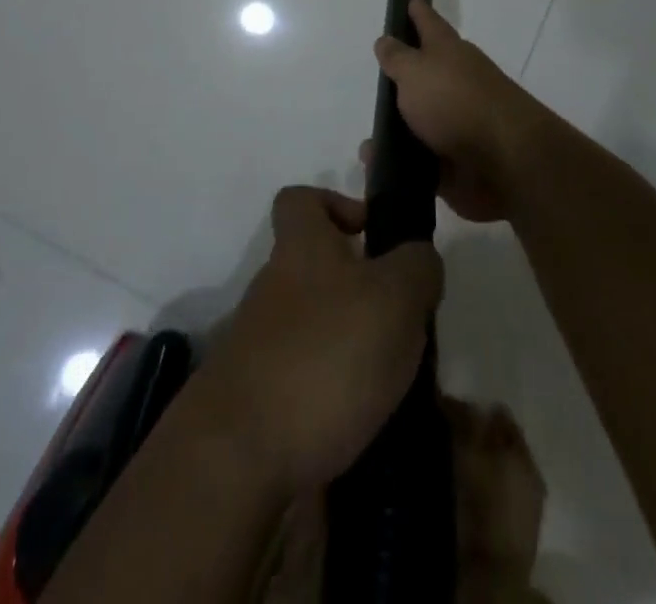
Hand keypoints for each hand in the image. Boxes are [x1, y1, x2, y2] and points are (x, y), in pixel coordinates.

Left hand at [192, 186, 442, 496]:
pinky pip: (301, 377)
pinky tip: (360, 420)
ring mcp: (257, 342)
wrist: (237, 455)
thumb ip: (417, 268)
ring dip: (349, 343)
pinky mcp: (253, 397)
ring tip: (391, 379)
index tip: (371, 234)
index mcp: (301, 248)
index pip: (300, 200)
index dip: (335, 204)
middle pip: (312, 267)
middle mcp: (273, 286)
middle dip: (357, 289)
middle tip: (401, 321)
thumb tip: (418, 257)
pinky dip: (330, 392)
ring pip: (311, 324)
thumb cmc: (325, 355)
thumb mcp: (395, 299)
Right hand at [369, 0, 547, 222]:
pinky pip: (419, 159)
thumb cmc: (456, 101)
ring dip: (399, 125)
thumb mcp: (416, 71)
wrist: (505, 161)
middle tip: (381, 72)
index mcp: (448, 52)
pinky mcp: (456, 161)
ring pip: (422, 119)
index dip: (418, 11)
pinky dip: (399, 162)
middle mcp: (456, 82)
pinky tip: (377, 164)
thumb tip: (385, 39)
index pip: (429, 22)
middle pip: (427, 72)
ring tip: (372, 133)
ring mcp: (458, 123)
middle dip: (408, 71)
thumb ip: (397, 58)